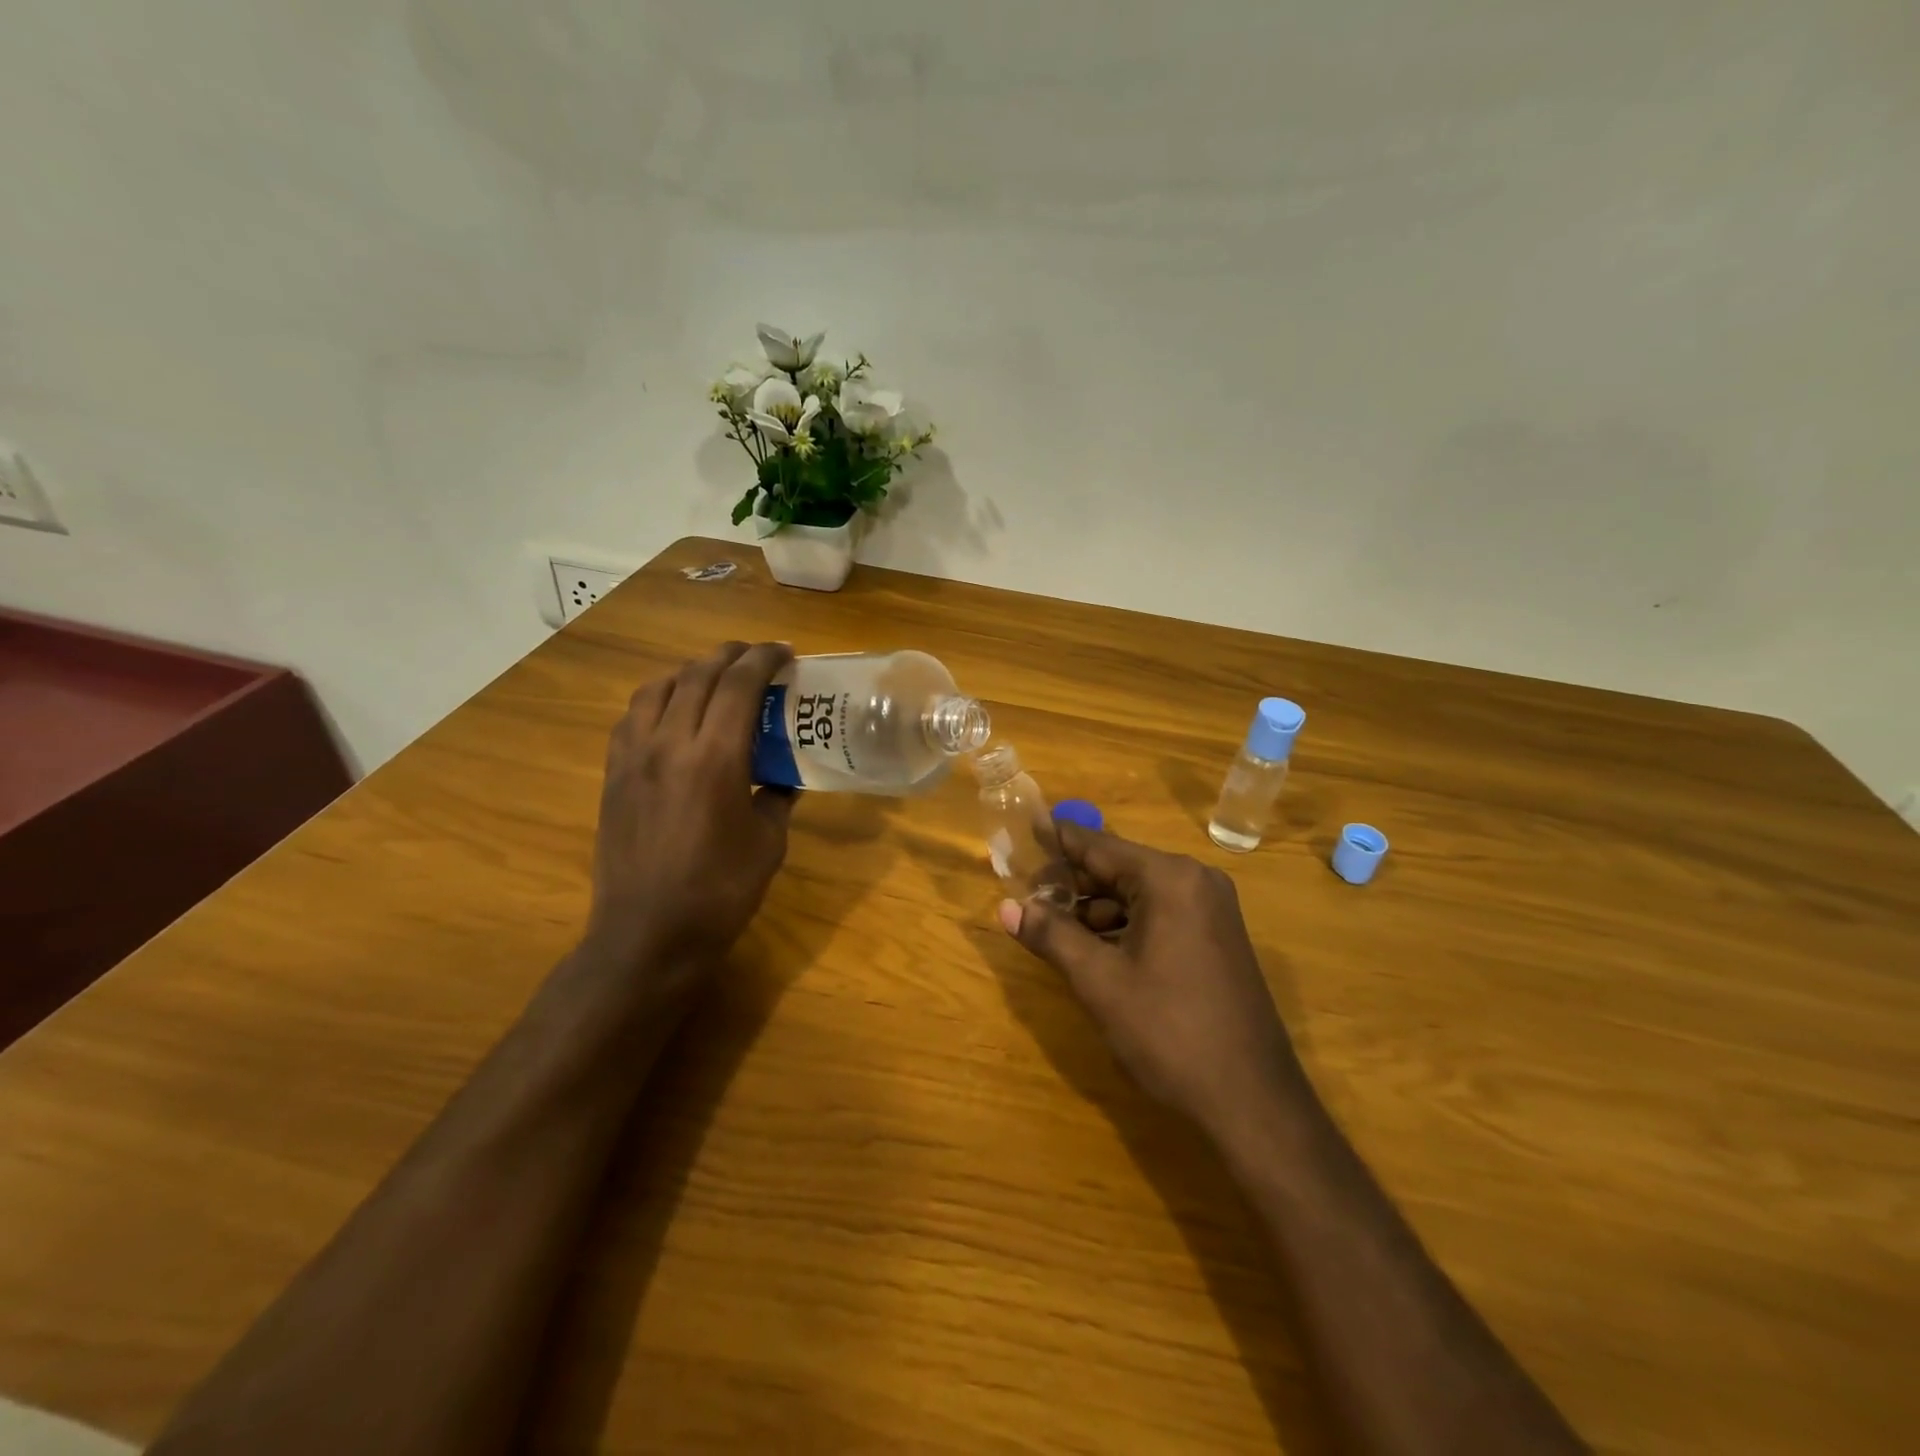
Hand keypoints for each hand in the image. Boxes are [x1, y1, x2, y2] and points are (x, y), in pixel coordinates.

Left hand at [580, 642, 796, 994]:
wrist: (648, 934)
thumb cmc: (720, 892)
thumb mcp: (768, 843)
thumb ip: (777, 797)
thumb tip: (784, 776)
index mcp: (715, 757)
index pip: (738, 683)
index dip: (764, 658)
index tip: (786, 652)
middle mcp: (669, 743)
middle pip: (697, 674)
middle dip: (731, 656)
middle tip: (757, 658)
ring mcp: (633, 757)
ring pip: (658, 688)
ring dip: (690, 672)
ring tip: (714, 679)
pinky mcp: (613, 775)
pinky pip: (633, 717)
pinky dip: (658, 699)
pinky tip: (673, 715)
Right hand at [999, 824, 1309, 1137]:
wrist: (1251, 1102)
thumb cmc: (1168, 1032)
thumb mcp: (1099, 981)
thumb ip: (1051, 935)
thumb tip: (1006, 907)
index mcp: (1168, 878)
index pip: (1097, 845)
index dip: (1055, 840)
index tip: (1021, 832)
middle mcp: (1194, 880)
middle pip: (1118, 866)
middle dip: (1072, 881)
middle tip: (1026, 894)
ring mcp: (1211, 909)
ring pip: (1137, 892)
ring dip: (1095, 907)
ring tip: (1052, 926)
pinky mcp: (1216, 937)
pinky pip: (1159, 914)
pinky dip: (1124, 924)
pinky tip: (1095, 949)